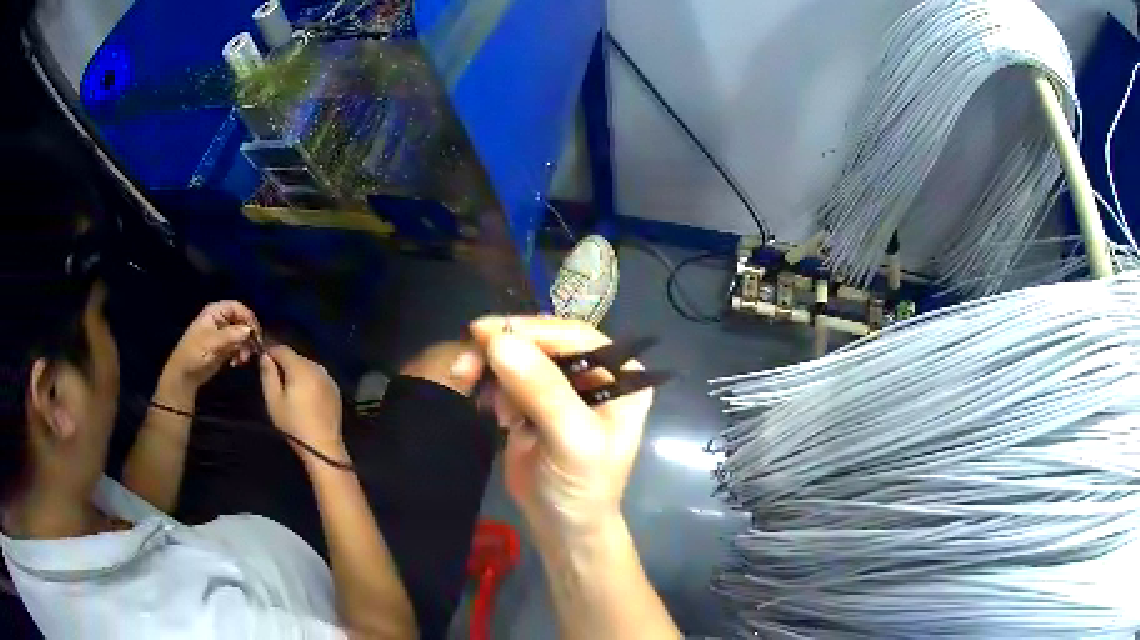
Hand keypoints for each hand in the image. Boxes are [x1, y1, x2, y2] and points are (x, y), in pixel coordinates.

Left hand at [162, 301, 260, 394]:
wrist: (184, 375)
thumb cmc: (195, 354)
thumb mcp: (212, 343)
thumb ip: (231, 335)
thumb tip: (250, 331)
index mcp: (215, 312)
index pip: (238, 308)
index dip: (249, 319)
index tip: (256, 335)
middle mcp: (220, 319)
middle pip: (242, 321)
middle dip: (247, 337)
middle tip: (250, 353)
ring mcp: (222, 334)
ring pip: (242, 335)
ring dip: (245, 348)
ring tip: (242, 361)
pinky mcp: (224, 347)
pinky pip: (238, 346)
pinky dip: (240, 354)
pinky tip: (236, 364)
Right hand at [258, 345, 344, 464]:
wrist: (324, 448)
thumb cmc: (294, 425)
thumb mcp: (274, 401)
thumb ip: (268, 375)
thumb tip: (265, 356)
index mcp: (301, 368)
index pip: (282, 349)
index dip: (270, 352)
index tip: (262, 362)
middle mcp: (317, 367)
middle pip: (296, 357)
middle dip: (284, 363)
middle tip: (274, 379)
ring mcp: (329, 378)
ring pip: (307, 366)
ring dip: (297, 372)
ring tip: (288, 389)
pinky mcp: (335, 389)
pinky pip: (318, 377)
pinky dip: (309, 381)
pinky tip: (305, 396)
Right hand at [470, 316, 653, 546]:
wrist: (562, 529)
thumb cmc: (582, 488)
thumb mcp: (572, 442)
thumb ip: (542, 392)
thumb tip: (500, 342)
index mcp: (621, 375)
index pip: (575, 336)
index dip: (531, 330)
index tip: (485, 332)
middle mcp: (595, 374)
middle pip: (544, 342)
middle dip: (504, 350)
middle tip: (466, 363)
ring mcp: (563, 388)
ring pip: (521, 357)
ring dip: (493, 369)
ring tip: (472, 386)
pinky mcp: (535, 403)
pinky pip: (508, 378)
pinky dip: (493, 387)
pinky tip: (497, 415)